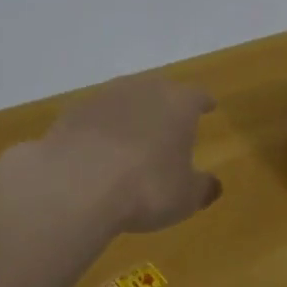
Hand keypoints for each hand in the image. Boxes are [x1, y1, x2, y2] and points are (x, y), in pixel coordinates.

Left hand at [37, 76, 222, 233]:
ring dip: (130, 115)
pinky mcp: (73, 111)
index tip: (208, 107)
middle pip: (160, 90)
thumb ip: (202, 188)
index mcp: (179, 103)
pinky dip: (100, 129)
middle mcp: (144, 89)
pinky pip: (95, 117)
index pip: (197, 96)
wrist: (76, 183)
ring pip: (125, 99)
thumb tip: (213, 185)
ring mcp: (105, 96)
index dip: (204, 103)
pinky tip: (98, 150)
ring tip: (132, 137)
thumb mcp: (185, 198)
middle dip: (165, 106)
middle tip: (169, 123)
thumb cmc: (146, 187)